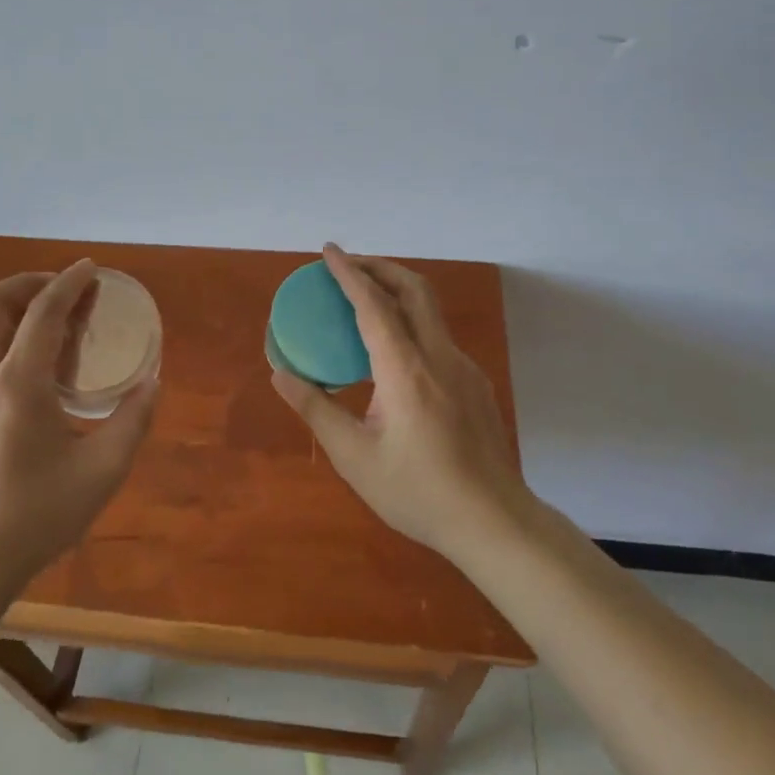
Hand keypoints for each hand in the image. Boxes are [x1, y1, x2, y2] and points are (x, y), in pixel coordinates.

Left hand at [0, 260, 157, 588]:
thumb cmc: (37, 517)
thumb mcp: (103, 473)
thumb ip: (133, 421)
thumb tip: (152, 383)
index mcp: (18, 387)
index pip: (43, 314)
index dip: (68, 283)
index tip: (89, 269)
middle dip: (26, 284)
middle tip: (57, 291)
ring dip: (0, 308)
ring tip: (31, 320)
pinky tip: (7, 367)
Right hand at [270, 244, 532, 563]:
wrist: (494, 522)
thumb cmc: (418, 493)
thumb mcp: (355, 458)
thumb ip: (316, 409)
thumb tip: (280, 373)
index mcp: (406, 371)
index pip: (374, 305)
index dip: (349, 273)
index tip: (329, 251)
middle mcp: (439, 357)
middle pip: (414, 289)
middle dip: (380, 267)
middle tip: (348, 265)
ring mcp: (464, 369)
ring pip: (431, 311)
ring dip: (398, 292)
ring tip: (366, 300)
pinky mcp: (475, 384)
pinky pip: (438, 338)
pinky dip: (411, 323)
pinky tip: (394, 354)